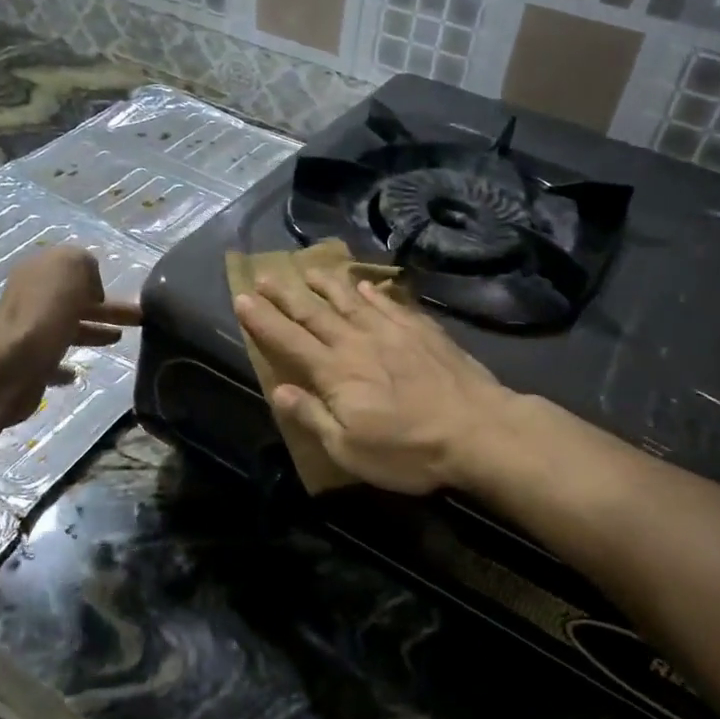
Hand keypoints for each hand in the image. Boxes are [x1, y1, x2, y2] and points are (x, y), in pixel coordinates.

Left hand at [0, 247, 139, 427]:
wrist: (11, 365)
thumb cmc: (45, 311)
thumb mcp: (71, 266)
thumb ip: (85, 264)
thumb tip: (91, 288)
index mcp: (38, 272)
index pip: (69, 268)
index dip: (94, 277)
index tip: (120, 289)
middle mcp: (31, 299)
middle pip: (74, 300)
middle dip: (106, 307)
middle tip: (139, 318)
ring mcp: (29, 333)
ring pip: (68, 329)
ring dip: (93, 332)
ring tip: (120, 340)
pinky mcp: (29, 366)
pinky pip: (54, 362)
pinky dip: (68, 365)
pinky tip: (80, 371)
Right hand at [235, 270, 516, 494]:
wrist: (477, 429)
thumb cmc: (409, 450)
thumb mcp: (350, 449)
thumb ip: (313, 416)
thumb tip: (279, 390)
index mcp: (335, 372)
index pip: (288, 341)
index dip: (262, 320)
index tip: (242, 299)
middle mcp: (356, 342)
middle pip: (314, 312)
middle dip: (285, 294)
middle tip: (265, 275)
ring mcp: (391, 330)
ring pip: (350, 299)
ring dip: (326, 283)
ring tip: (309, 268)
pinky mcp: (421, 329)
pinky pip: (389, 303)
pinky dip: (373, 292)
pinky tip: (366, 284)